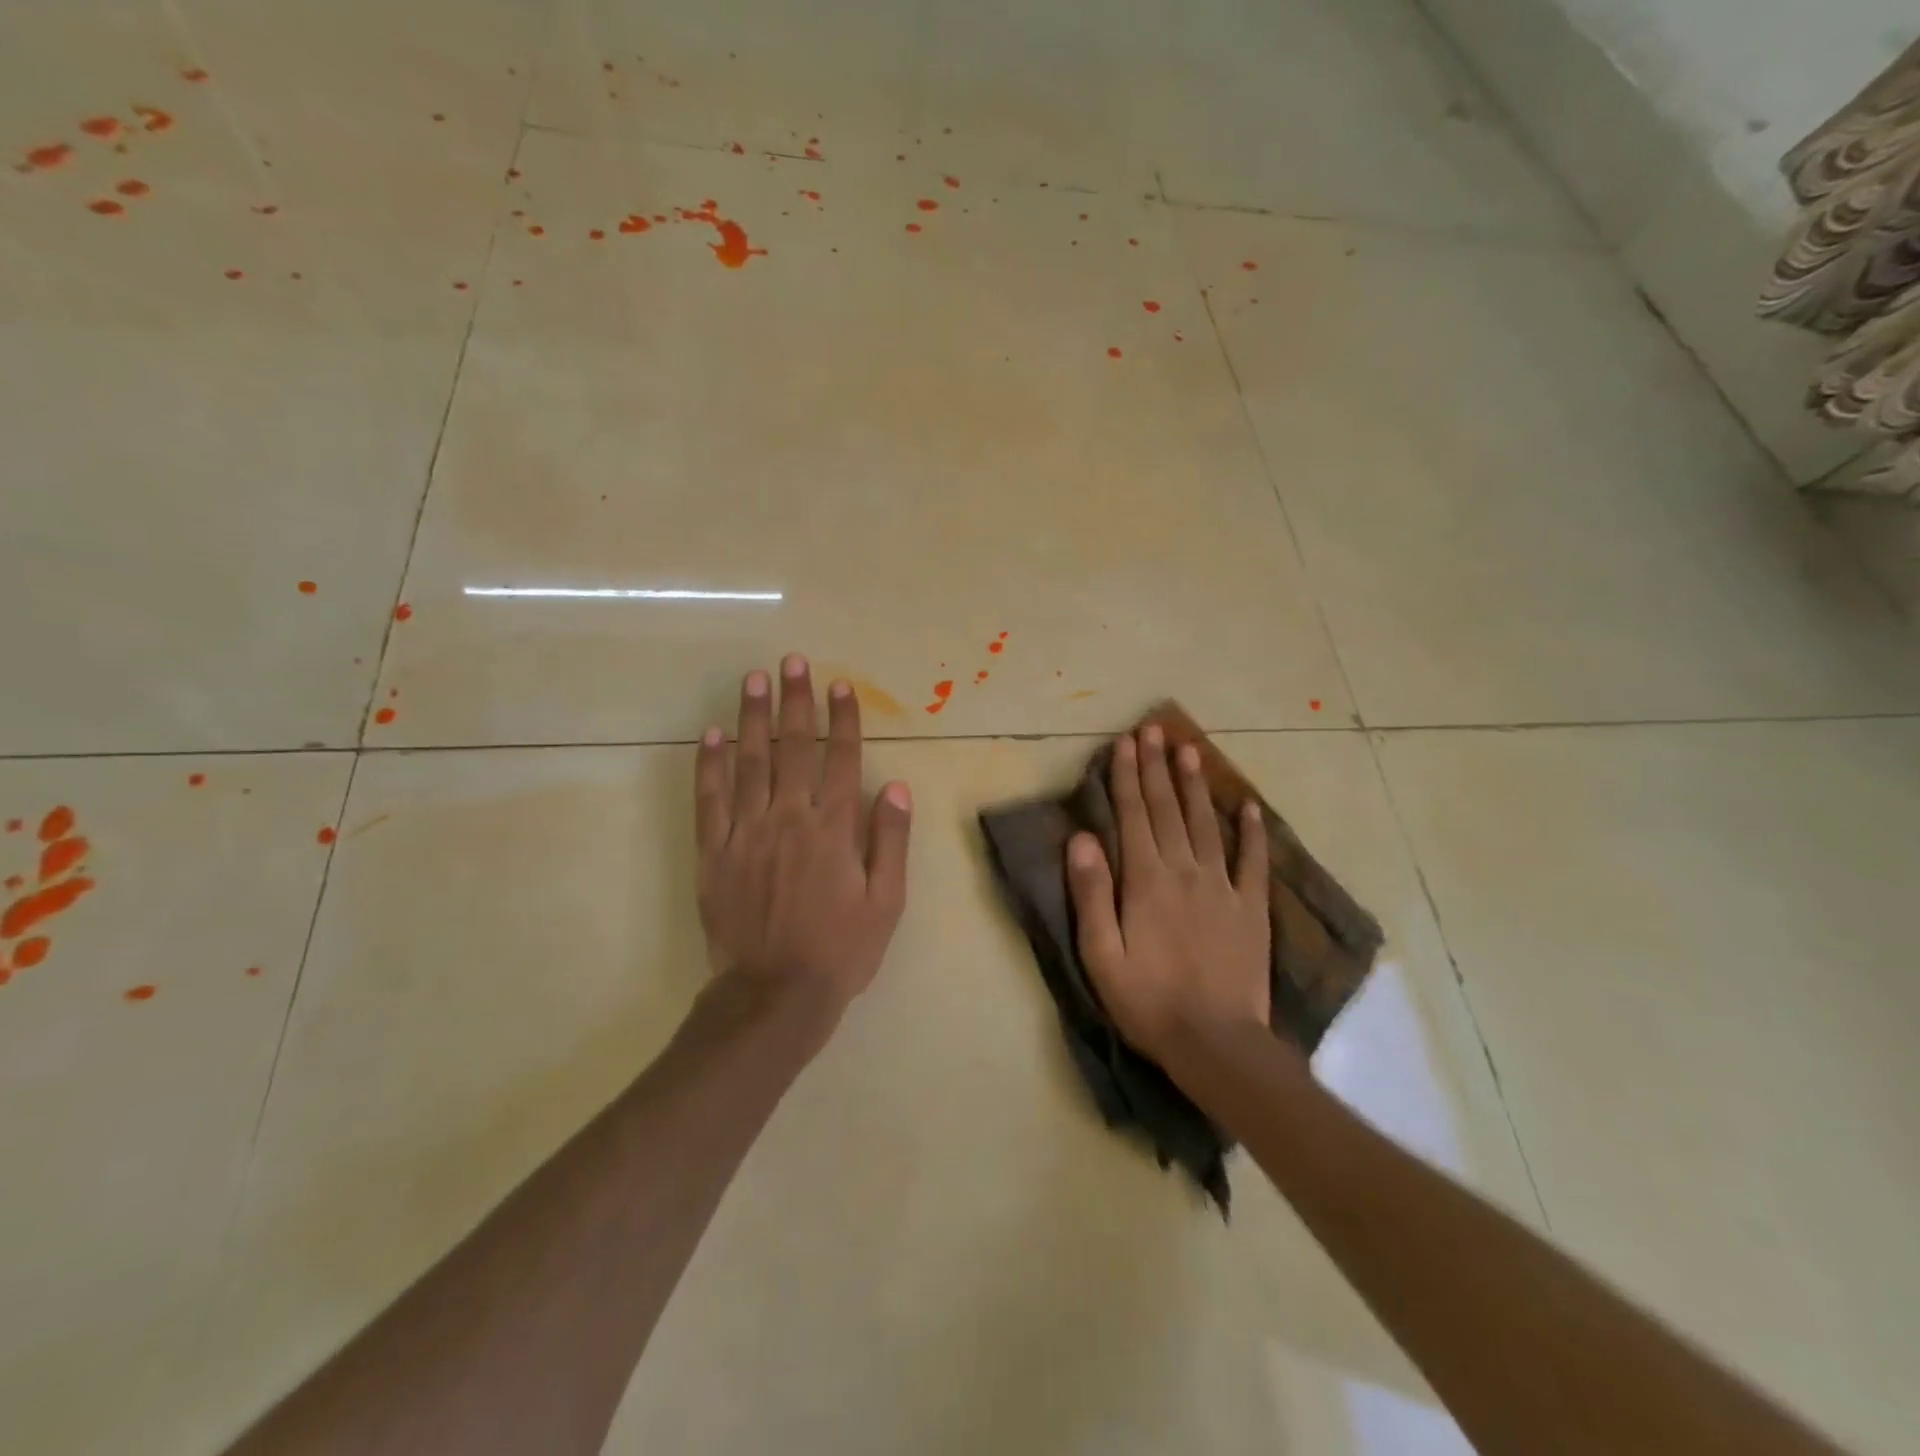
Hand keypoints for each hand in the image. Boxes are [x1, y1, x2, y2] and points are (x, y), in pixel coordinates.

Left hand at [695, 655, 911, 1024]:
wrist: (774, 995)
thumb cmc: (840, 951)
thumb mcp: (886, 903)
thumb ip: (890, 842)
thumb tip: (897, 787)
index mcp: (833, 829)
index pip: (840, 759)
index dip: (841, 719)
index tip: (839, 685)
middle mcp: (789, 819)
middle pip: (793, 749)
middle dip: (795, 702)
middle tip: (792, 662)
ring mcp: (746, 833)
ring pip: (749, 763)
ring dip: (752, 717)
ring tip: (753, 679)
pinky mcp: (713, 852)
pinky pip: (710, 799)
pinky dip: (710, 764)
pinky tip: (711, 734)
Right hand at [1066, 726, 1270, 1060]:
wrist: (1216, 1043)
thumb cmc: (1148, 1001)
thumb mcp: (1101, 954)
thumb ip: (1091, 894)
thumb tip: (1081, 838)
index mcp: (1146, 881)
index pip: (1133, 816)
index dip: (1126, 777)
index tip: (1125, 743)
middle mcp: (1185, 871)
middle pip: (1168, 809)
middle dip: (1157, 767)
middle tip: (1155, 729)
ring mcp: (1223, 887)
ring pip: (1207, 823)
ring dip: (1196, 785)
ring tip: (1191, 749)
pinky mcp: (1251, 908)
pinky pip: (1253, 860)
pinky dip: (1252, 831)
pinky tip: (1249, 805)